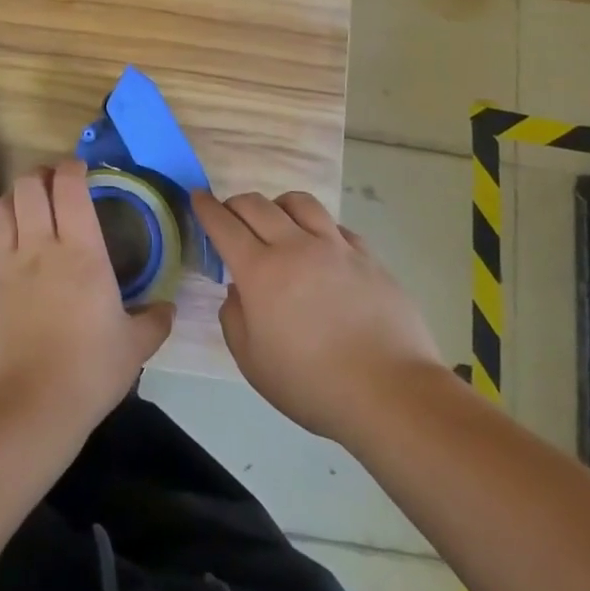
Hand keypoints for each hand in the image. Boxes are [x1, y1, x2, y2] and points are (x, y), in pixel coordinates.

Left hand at [0, 160, 175, 445]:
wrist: (25, 407)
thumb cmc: (88, 371)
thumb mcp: (134, 348)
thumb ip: (154, 322)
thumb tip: (168, 308)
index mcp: (80, 251)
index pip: (69, 186)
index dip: (72, 168)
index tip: (80, 169)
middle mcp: (38, 246)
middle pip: (28, 186)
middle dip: (40, 175)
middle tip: (53, 184)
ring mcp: (4, 265)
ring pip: (0, 209)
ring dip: (14, 199)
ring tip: (26, 208)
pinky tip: (8, 257)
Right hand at [195, 189, 447, 443]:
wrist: (391, 393)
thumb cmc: (313, 384)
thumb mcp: (253, 363)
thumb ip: (234, 319)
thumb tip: (238, 291)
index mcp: (260, 271)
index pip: (223, 224)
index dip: (206, 207)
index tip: (198, 197)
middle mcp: (294, 247)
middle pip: (256, 204)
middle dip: (235, 204)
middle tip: (231, 217)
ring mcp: (335, 247)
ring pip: (299, 202)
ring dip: (278, 206)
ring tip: (278, 223)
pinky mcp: (368, 257)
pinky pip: (335, 226)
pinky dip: (318, 229)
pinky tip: (321, 250)